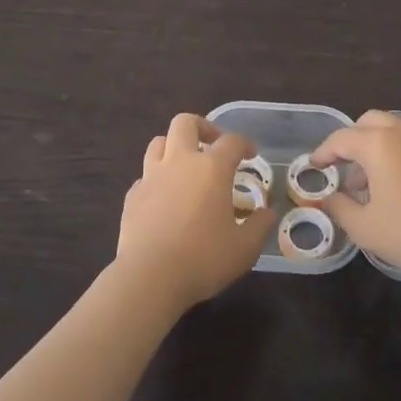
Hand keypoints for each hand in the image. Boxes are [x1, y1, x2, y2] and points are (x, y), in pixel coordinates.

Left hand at [115, 114, 276, 310]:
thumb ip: (260, 226)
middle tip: (212, 145)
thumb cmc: (203, 259)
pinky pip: (145, 175)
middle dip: (201, 127)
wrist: (149, 278)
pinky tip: (164, 198)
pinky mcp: (132, 196)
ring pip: (158, 142)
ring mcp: (151, 177)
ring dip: (174, 147)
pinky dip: (157, 179)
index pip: (231, 141)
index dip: (244, 143)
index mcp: (211, 168)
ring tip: (185, 167)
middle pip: (185, 123)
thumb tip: (268, 213)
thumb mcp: (244, 248)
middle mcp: (180, 162)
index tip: (251, 155)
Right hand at [313, 111, 400, 280]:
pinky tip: (392, 188)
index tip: (314, 167)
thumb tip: (329, 197)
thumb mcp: (364, 227)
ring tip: (365, 185)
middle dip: (350, 141)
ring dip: (373, 148)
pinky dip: (393, 154)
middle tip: (341, 167)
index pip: (341, 139)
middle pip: (368, 122)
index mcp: (378, 144)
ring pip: (390, 130)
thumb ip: (339, 207)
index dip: (323, 152)